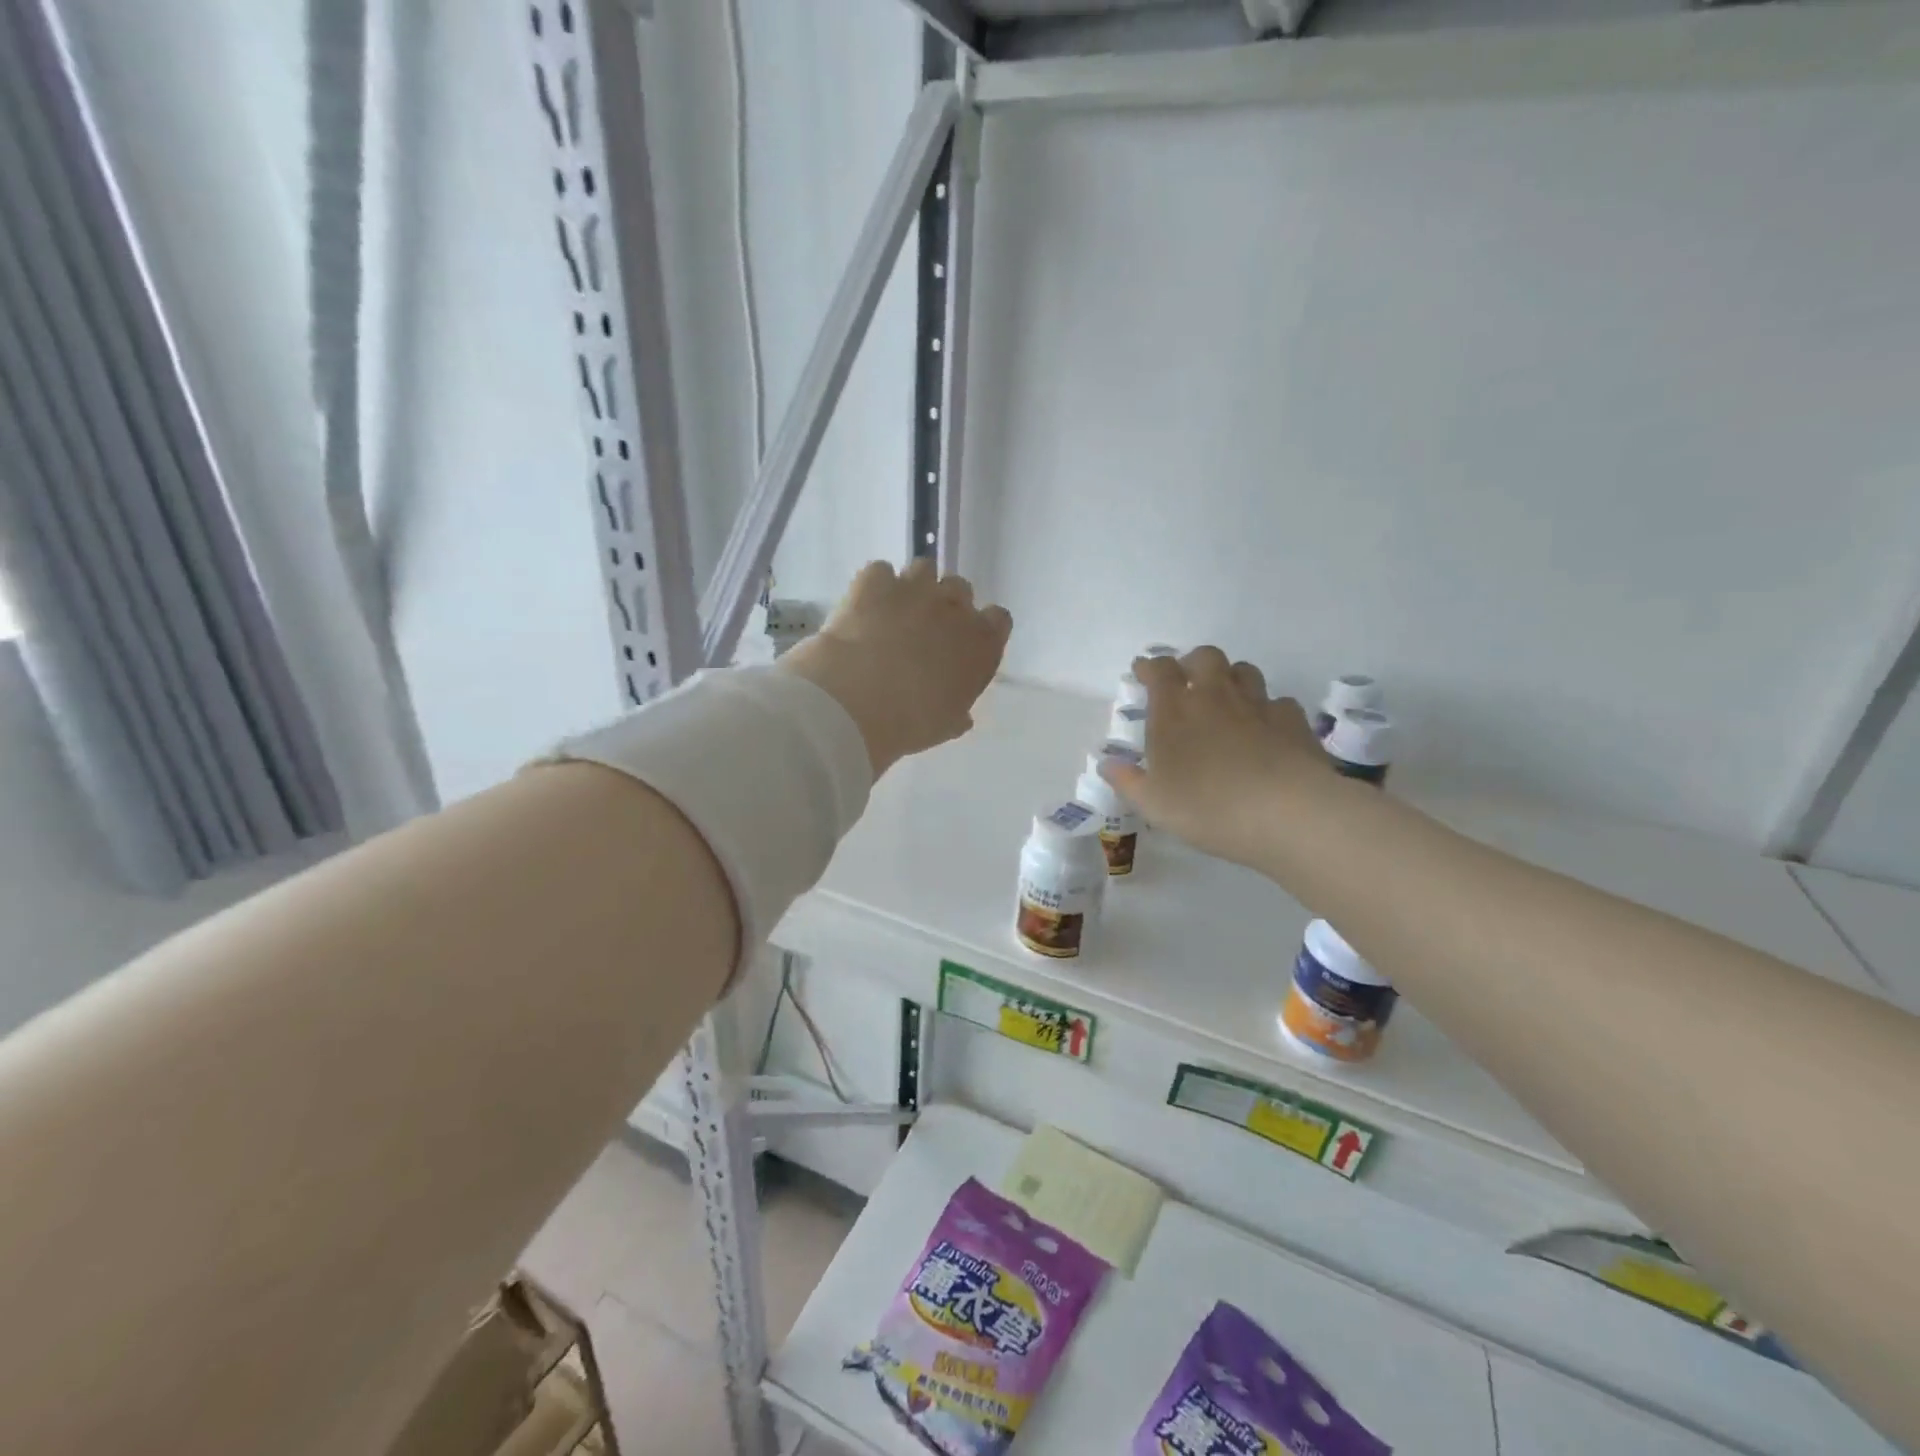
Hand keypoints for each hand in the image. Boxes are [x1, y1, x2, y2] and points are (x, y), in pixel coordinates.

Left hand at [777, 559, 1011, 776]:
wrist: (857, 701)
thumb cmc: (910, 723)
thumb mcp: (944, 726)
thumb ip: (957, 711)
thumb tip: (960, 714)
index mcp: (981, 644)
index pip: (998, 619)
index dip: (982, 629)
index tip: (964, 644)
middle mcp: (954, 607)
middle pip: (960, 589)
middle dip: (946, 605)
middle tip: (924, 630)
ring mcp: (915, 588)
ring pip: (924, 569)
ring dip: (914, 587)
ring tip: (894, 612)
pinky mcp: (874, 581)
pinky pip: (880, 571)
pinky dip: (874, 586)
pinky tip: (864, 608)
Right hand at [1100, 647, 1336, 870]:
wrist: (1286, 813)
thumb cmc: (1207, 807)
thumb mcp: (1153, 803)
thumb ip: (1127, 781)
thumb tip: (1106, 764)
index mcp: (1175, 710)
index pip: (1159, 670)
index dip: (1149, 666)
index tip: (1142, 672)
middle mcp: (1215, 696)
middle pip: (1205, 657)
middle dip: (1193, 663)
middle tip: (1187, 682)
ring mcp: (1258, 705)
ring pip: (1244, 671)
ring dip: (1231, 679)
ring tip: (1226, 701)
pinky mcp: (1293, 721)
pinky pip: (1279, 702)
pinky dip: (1269, 710)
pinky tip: (1266, 730)